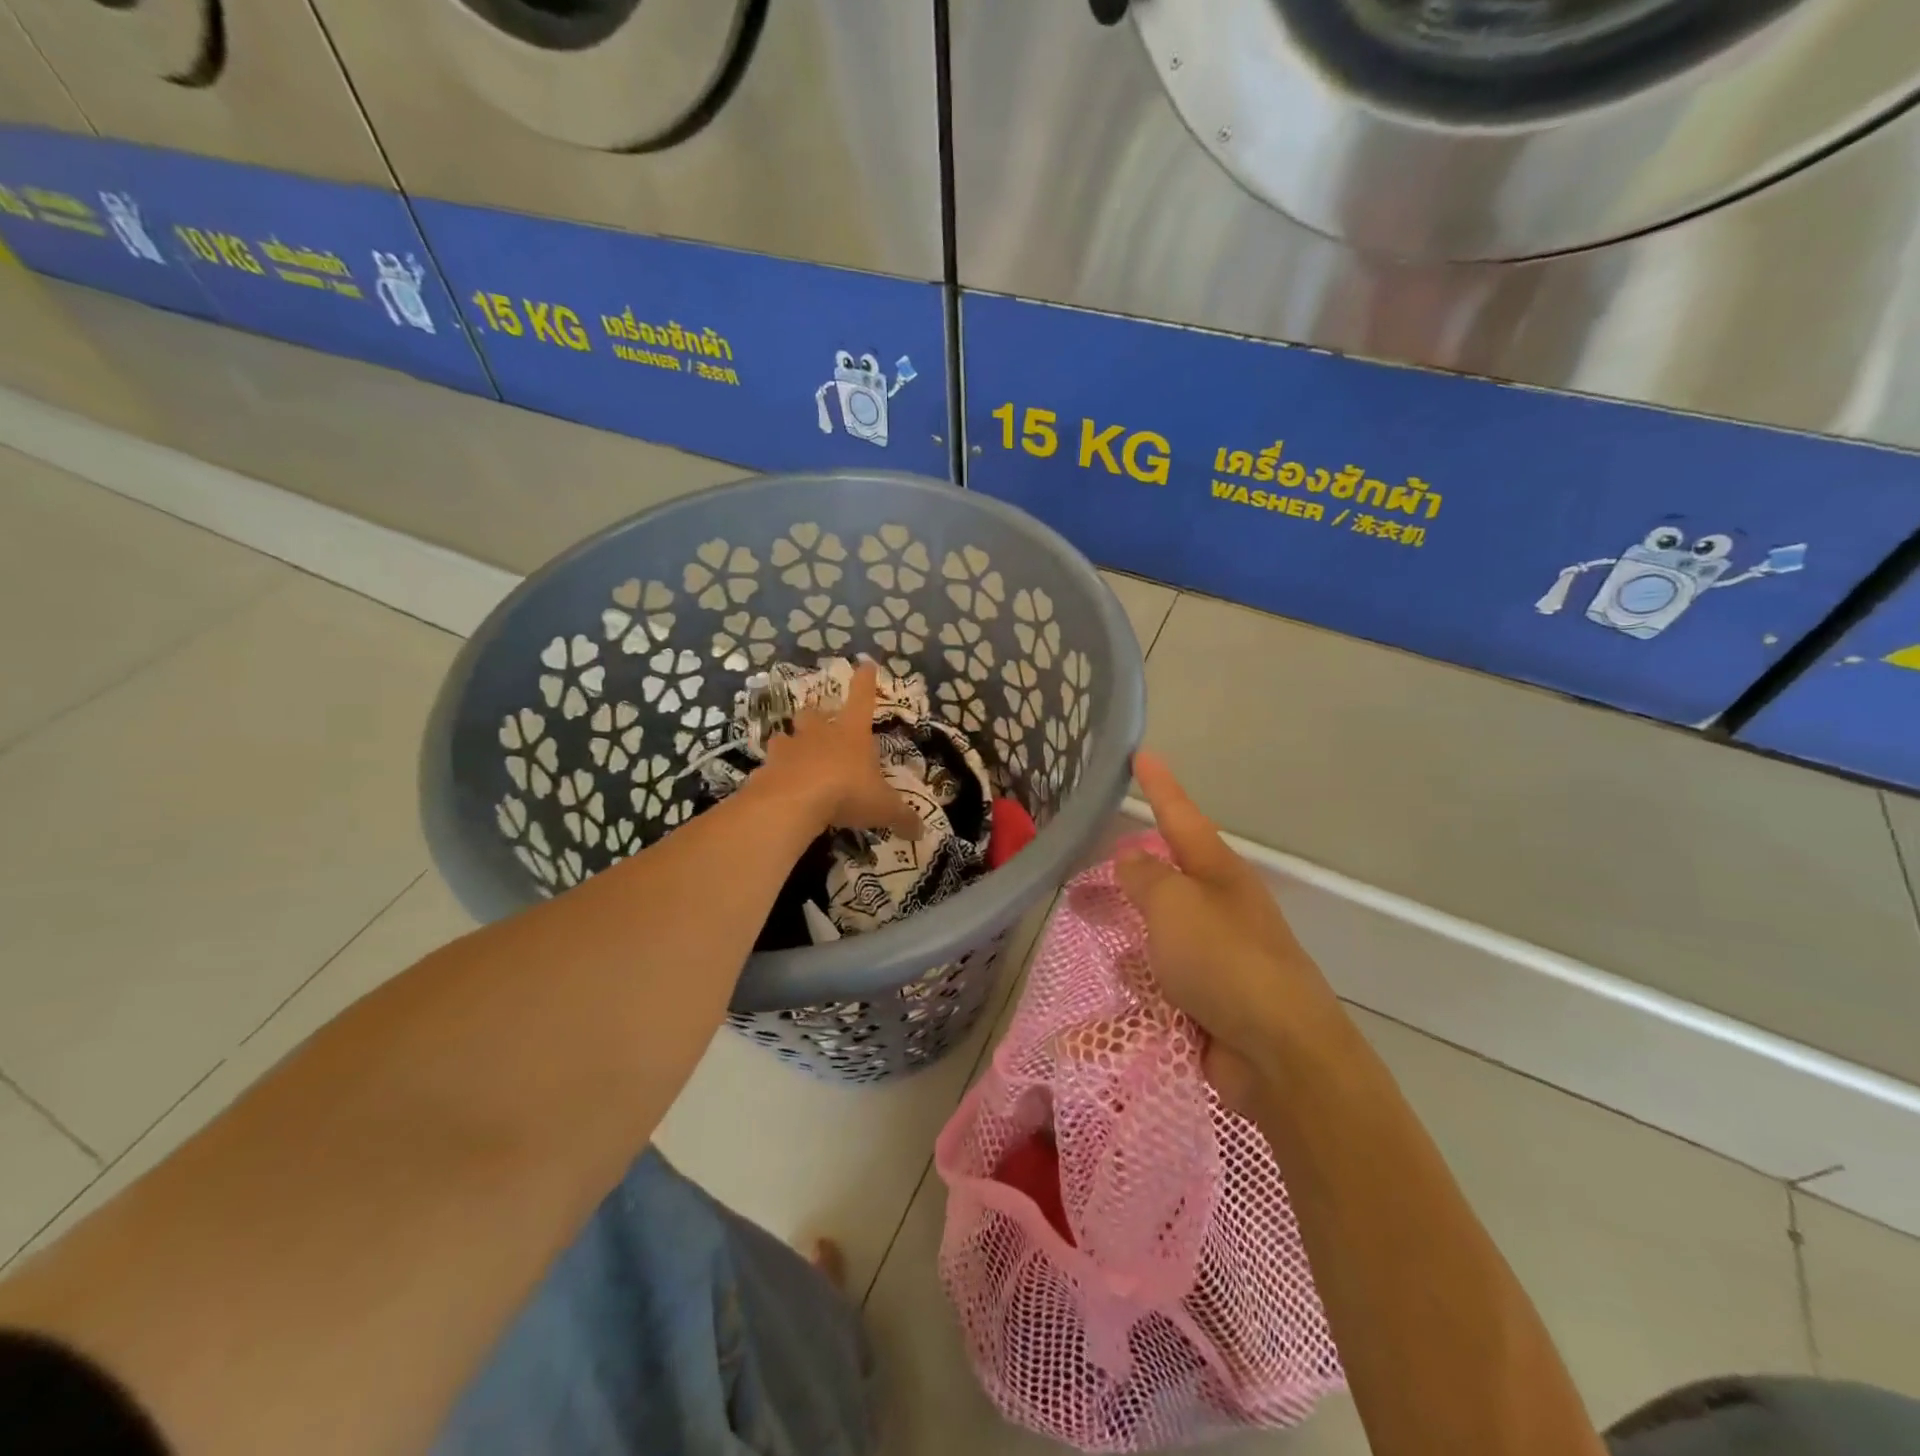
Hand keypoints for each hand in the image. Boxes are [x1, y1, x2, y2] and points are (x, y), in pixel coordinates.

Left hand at [758, 661, 921, 837]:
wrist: (794, 801)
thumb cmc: (847, 792)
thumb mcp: (883, 808)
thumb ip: (903, 818)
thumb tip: (921, 832)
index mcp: (852, 734)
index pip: (862, 699)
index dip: (865, 682)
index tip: (865, 664)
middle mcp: (819, 734)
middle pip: (815, 714)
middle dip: (816, 717)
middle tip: (818, 723)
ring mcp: (789, 748)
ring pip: (786, 737)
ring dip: (790, 743)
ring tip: (793, 756)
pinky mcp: (766, 768)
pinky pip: (770, 767)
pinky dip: (774, 774)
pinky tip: (777, 787)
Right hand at [1117, 752, 1339, 1116]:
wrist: (1279, 1053)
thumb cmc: (1224, 961)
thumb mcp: (1175, 905)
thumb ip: (1145, 877)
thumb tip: (1130, 859)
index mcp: (1218, 872)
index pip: (1180, 815)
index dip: (1159, 785)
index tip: (1141, 755)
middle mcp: (1219, 906)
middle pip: (1163, 877)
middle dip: (1124, 874)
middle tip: (1080, 873)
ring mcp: (1217, 954)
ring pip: (1158, 928)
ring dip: (1126, 928)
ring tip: (1087, 928)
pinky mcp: (1209, 997)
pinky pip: (1161, 976)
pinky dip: (1138, 978)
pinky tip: (1116, 984)